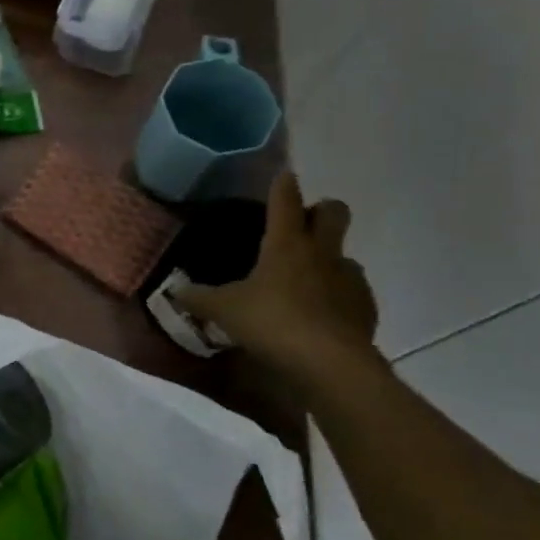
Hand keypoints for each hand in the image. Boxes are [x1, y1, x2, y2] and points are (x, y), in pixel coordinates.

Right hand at [176, 171, 380, 383]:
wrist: (329, 364)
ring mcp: (349, 278)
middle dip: (322, 210)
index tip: (282, 175)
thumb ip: (198, 297)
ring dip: (328, 258)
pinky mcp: (365, 307)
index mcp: (286, 243)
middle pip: (334, 213)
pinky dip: (337, 295)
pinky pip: (351, 290)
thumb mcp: (223, 311)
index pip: (286, 200)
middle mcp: (322, 252)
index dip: (282, 185)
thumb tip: (174, 290)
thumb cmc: (271, 323)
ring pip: (344, 254)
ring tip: (305, 280)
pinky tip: (320, 315)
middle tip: (301, 224)